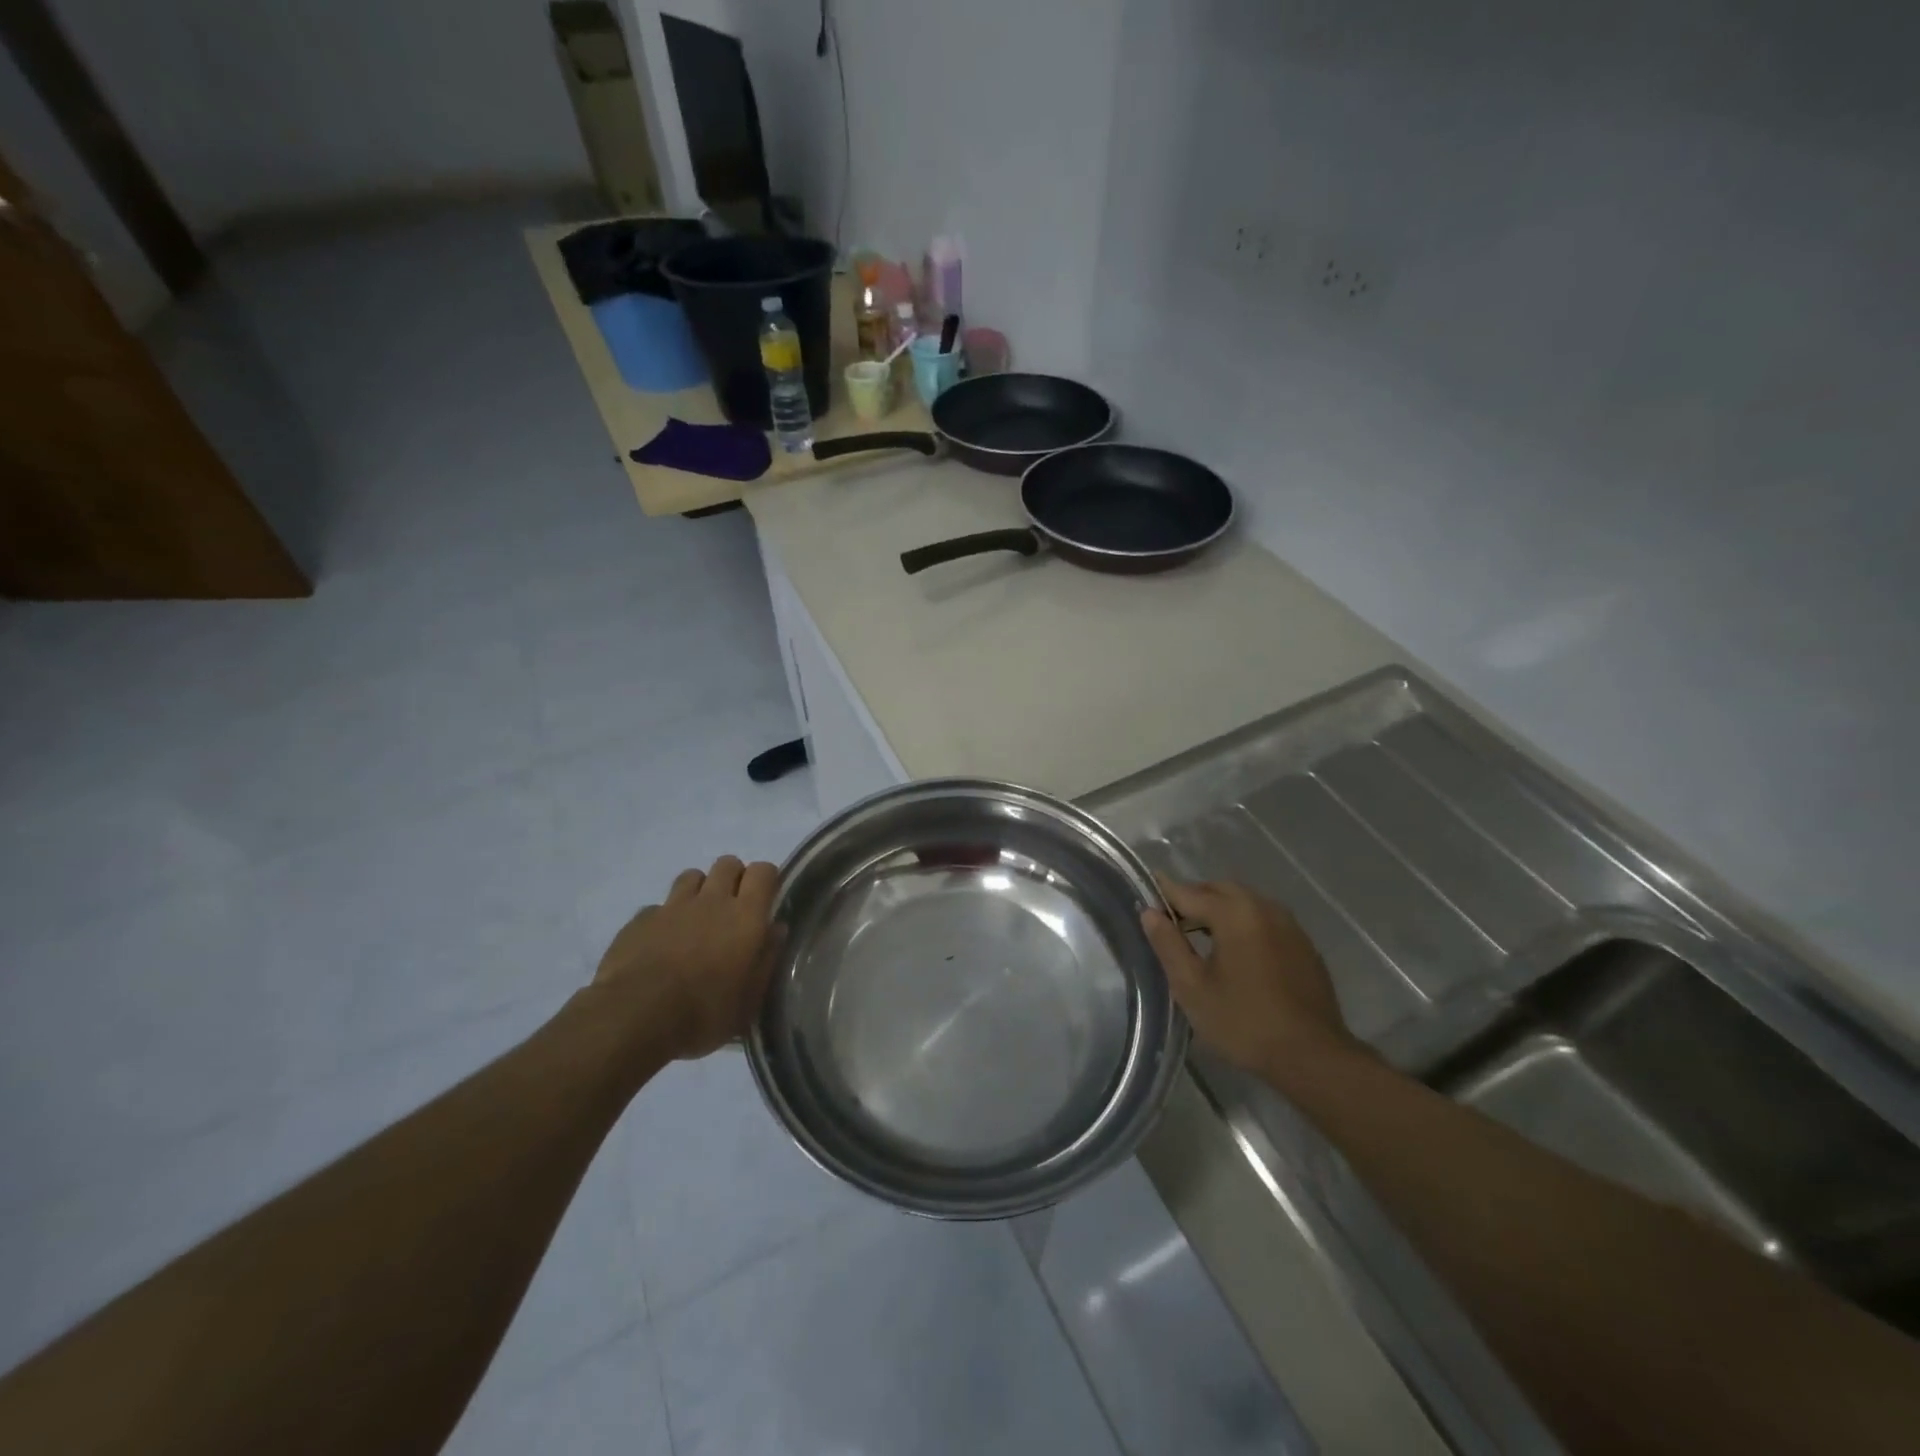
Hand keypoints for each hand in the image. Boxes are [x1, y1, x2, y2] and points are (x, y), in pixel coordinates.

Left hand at [593, 856, 781, 1059]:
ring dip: (699, 891)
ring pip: (692, 876)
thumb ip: (766, 959)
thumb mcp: (749, 1000)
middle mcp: (711, 900)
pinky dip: (664, 918)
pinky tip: (660, 943)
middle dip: (733, 878)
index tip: (766, 899)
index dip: (767, 879)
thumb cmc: (704, 1013)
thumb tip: (776, 930)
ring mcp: (673, 906)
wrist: (634, 1017)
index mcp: (745, 916)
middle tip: (732, 909)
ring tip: (696, 920)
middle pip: (728, 864)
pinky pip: (658, 907)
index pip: (763, 872)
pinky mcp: (640, 919)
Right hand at [1141, 879, 1361, 1083]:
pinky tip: (1236, 951)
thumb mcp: (1192, 988)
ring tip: (1200, 935)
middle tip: (1171, 920)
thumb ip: (1168, 945)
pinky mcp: (1303, 944)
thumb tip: (1150, 913)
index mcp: (1234, 913)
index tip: (1145, 891)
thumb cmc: (1244, 1023)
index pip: (1188, 892)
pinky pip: (1265, 919)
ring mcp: (1288, 924)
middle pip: (1219, 890)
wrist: (1313, 1056)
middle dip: (1193, 898)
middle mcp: (1263, 907)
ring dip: (1220, 909)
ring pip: (1245, 902)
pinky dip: (1244, 923)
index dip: (1164, 891)